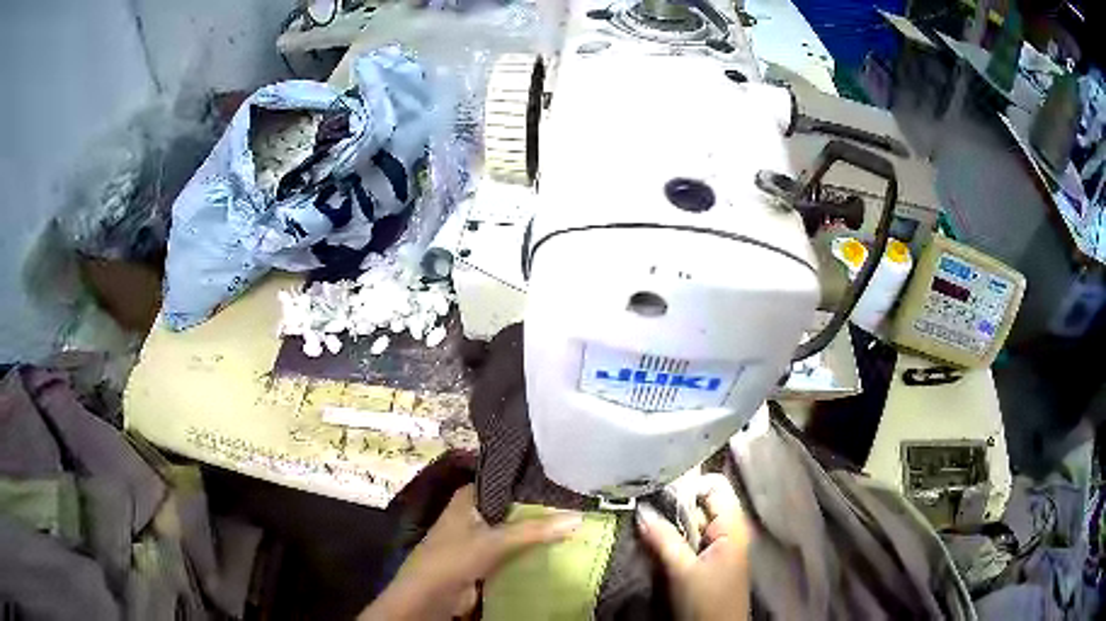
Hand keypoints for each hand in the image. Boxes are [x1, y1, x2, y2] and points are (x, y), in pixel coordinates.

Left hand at [359, 484, 581, 620]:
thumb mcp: (496, 540)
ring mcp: (478, 538)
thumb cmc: (455, 557)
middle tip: (575, 505)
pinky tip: (555, 548)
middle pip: (511, 508)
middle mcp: (473, 513)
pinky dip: (529, 550)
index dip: (530, 483)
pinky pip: (512, 551)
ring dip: (535, 532)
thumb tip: (577, 517)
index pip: (504, 482)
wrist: (431, 595)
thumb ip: (535, 530)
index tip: (563, 481)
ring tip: (572, 525)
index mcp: (468, 498)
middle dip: (538, 510)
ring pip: (513, 530)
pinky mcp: (484, 560)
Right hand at [637, 474, 750, 620]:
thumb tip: (640, 511)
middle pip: (701, 504)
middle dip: (673, 507)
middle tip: (643, 510)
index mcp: (732, 526)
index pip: (714, 486)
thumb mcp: (682, 571)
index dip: (688, 485)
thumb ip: (664, 539)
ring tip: (645, 526)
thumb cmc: (706, 602)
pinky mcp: (711, 559)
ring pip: (693, 523)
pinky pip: (692, 539)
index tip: (659, 493)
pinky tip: (657, 543)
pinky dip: (675, 539)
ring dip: (671, 525)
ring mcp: (721, 544)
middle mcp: (730, 529)